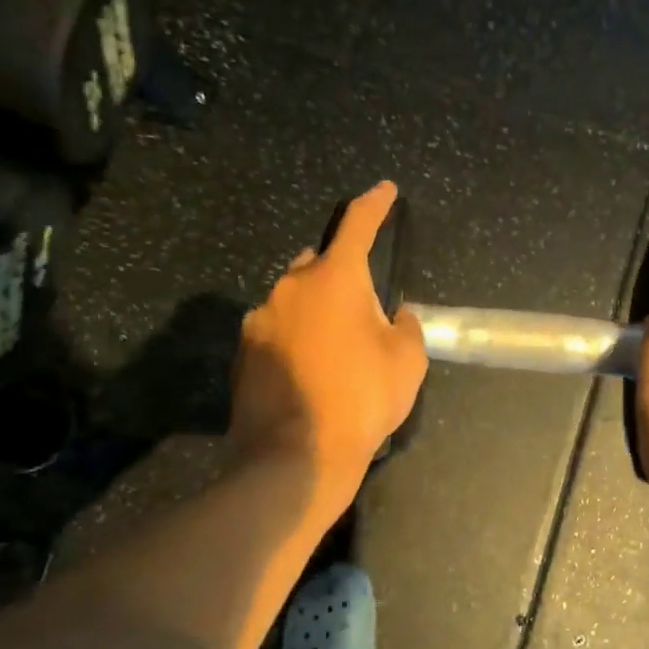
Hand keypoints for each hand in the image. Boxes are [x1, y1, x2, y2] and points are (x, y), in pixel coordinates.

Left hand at [230, 182, 428, 494]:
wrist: (295, 458)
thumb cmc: (361, 400)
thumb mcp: (407, 362)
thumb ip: (406, 326)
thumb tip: (395, 316)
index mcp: (334, 279)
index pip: (357, 224)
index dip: (374, 204)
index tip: (385, 191)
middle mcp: (290, 288)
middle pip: (318, 263)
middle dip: (341, 275)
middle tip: (363, 311)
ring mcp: (259, 319)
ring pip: (294, 298)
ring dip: (315, 309)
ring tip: (334, 349)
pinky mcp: (242, 352)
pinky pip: (276, 329)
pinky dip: (294, 337)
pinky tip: (309, 371)